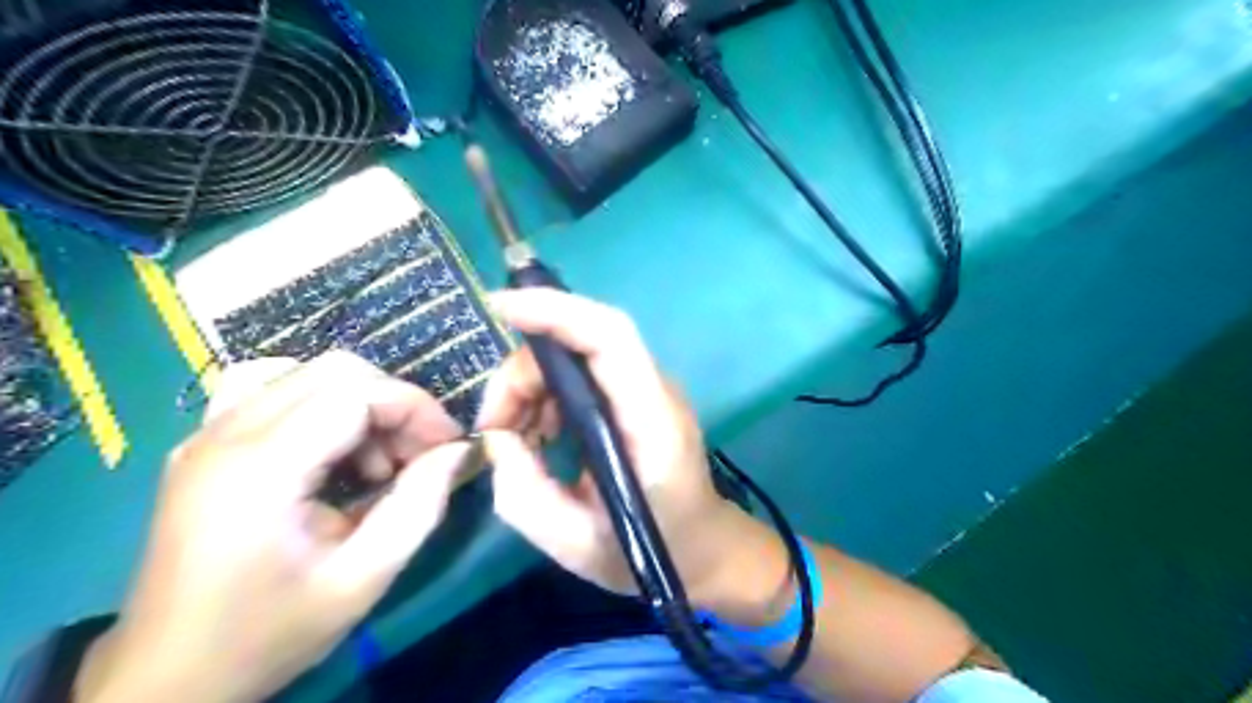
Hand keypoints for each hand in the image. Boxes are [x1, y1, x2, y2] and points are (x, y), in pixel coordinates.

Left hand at [80, 351, 473, 702]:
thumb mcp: (362, 579)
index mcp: (260, 469)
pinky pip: (270, 390)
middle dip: (393, 403)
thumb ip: (419, 506)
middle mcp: (226, 435)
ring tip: (375, 460)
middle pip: (334, 372)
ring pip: (305, 373)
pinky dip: (318, 404)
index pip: (357, 393)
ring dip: (358, 403)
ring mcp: (205, 435)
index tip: (448, 445)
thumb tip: (457, 451)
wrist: (166, 679)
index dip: (416, 407)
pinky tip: (329, 449)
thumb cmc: (268, 633)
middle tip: (418, 453)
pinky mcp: (202, 446)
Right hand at [479, 288, 756, 606]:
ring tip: (515, 441)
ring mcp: (646, 390)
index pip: (610, 336)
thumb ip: (524, 495)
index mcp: (652, 422)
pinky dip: (546, 397)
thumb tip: (495, 438)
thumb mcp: (577, 546)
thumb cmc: (653, 553)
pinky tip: (538, 438)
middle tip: (494, 426)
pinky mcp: (634, 397)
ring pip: (575, 358)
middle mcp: (653, 391)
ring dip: (531, 387)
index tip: (498, 307)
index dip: (555, 309)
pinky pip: (580, 378)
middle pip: (581, 343)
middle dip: (523, 372)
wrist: (705, 548)